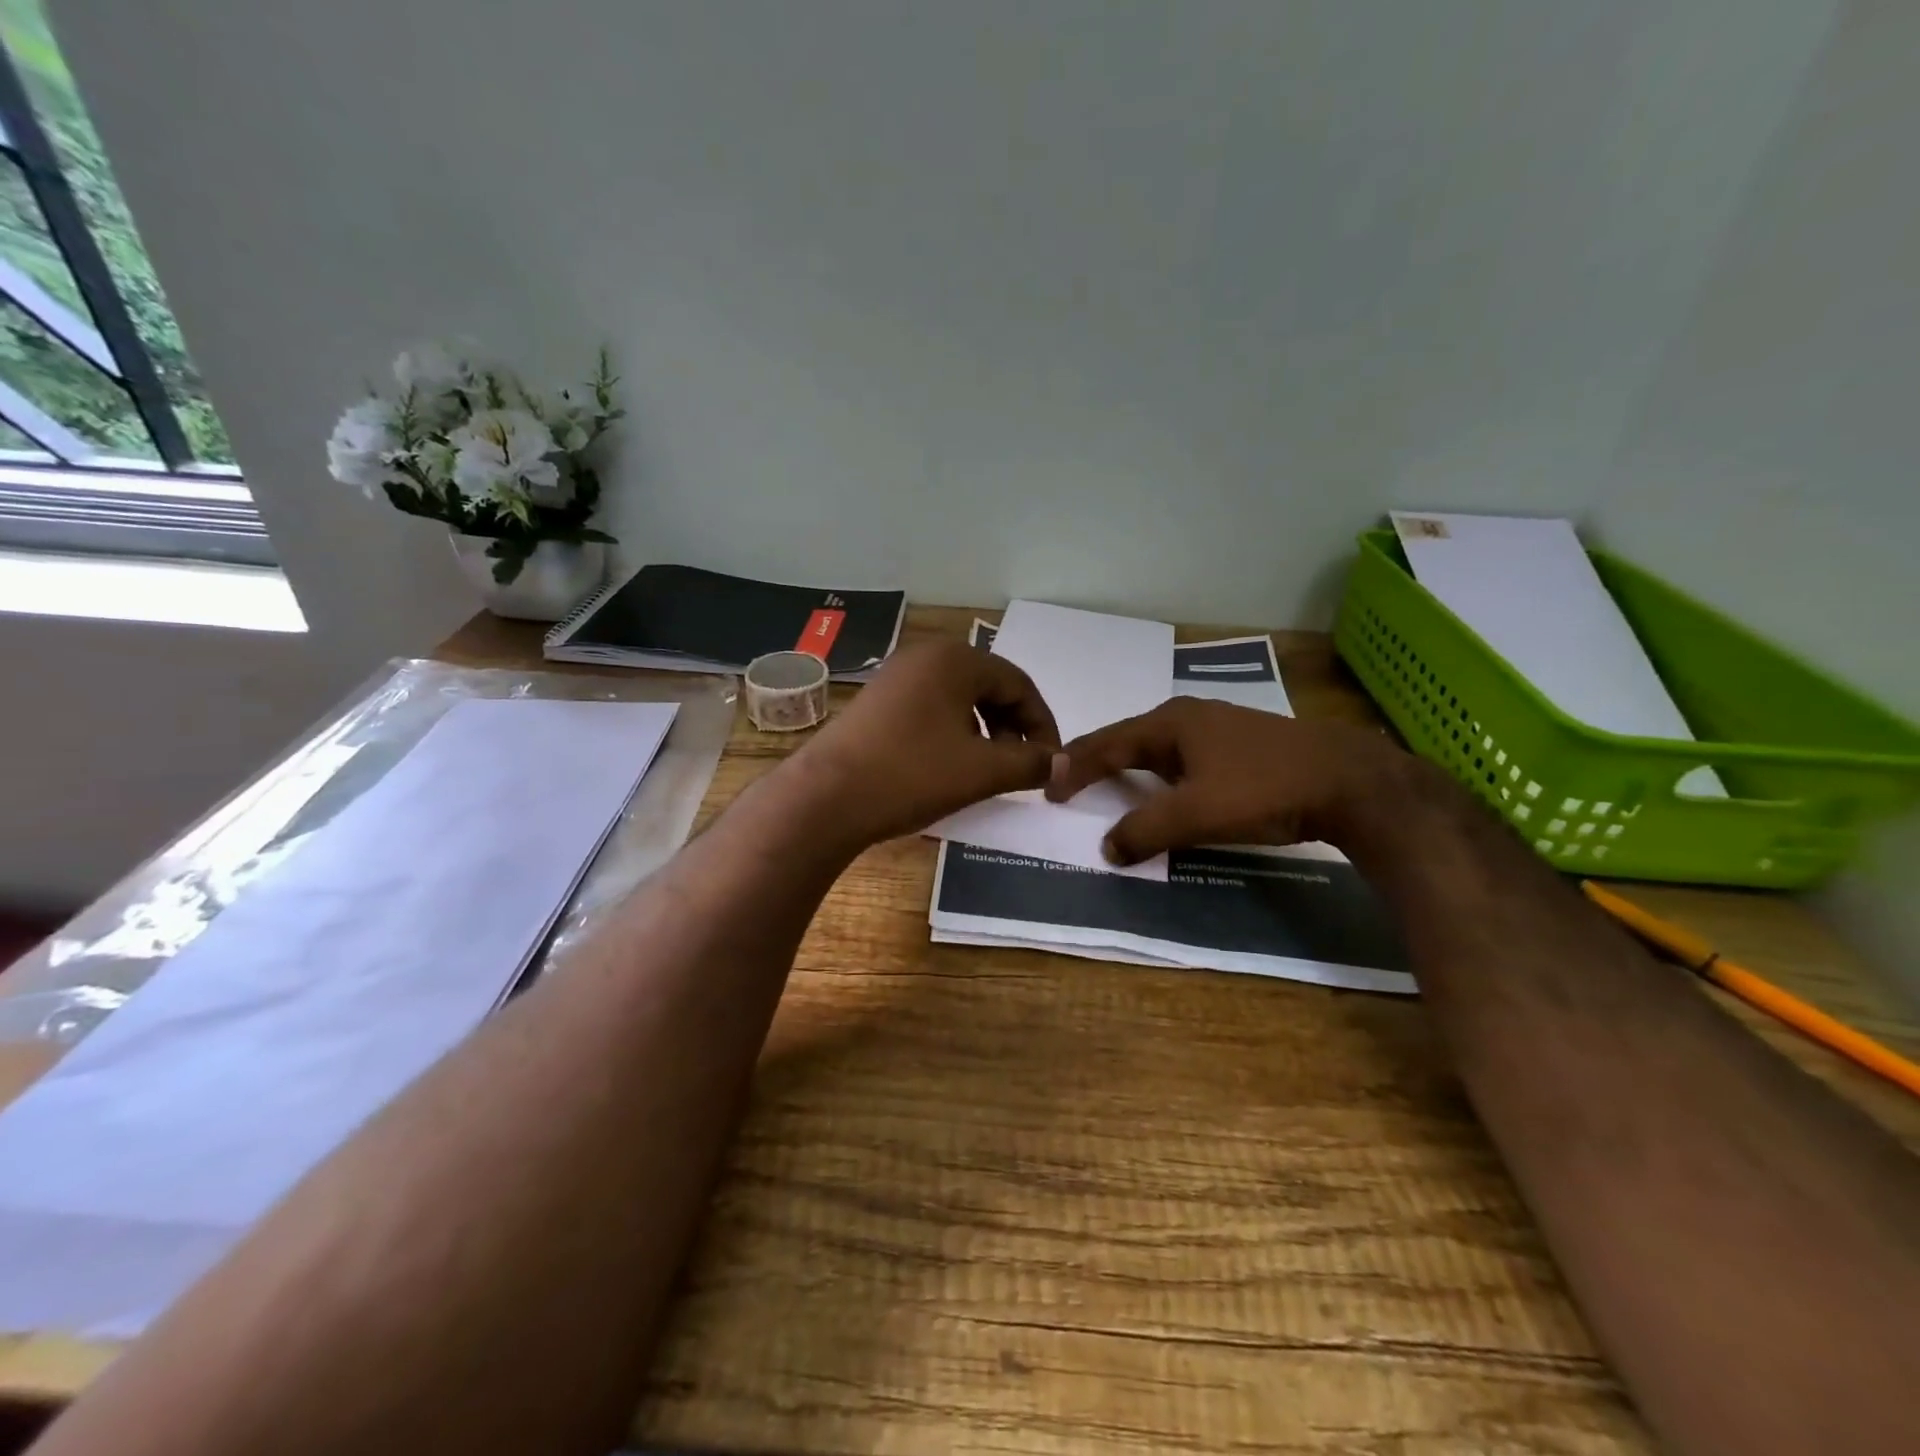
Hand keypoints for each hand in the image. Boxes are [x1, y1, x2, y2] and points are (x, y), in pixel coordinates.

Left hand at [792, 638, 1060, 845]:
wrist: (825, 798)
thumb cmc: (910, 775)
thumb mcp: (981, 771)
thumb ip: (1030, 762)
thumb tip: (1063, 762)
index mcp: (956, 659)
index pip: (1019, 683)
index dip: (1043, 724)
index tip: (1050, 761)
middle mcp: (926, 656)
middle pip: (989, 686)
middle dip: (1013, 726)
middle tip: (1022, 765)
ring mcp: (896, 676)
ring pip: (959, 698)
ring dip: (984, 730)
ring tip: (988, 768)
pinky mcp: (877, 700)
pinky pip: (931, 707)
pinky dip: (953, 731)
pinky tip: (950, 764)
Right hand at [1043, 698, 1419, 864]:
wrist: (1350, 781)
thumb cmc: (1264, 789)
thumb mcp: (1197, 814)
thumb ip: (1145, 830)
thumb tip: (1107, 848)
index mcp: (1170, 722)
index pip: (1106, 743)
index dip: (1074, 766)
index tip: (1048, 788)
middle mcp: (1188, 716)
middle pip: (1128, 739)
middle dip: (1097, 761)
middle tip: (1070, 784)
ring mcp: (1217, 727)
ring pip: (1157, 748)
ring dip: (1130, 768)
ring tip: (1108, 786)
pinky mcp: (1240, 745)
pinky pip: (1182, 757)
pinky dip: (1160, 775)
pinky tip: (1166, 789)